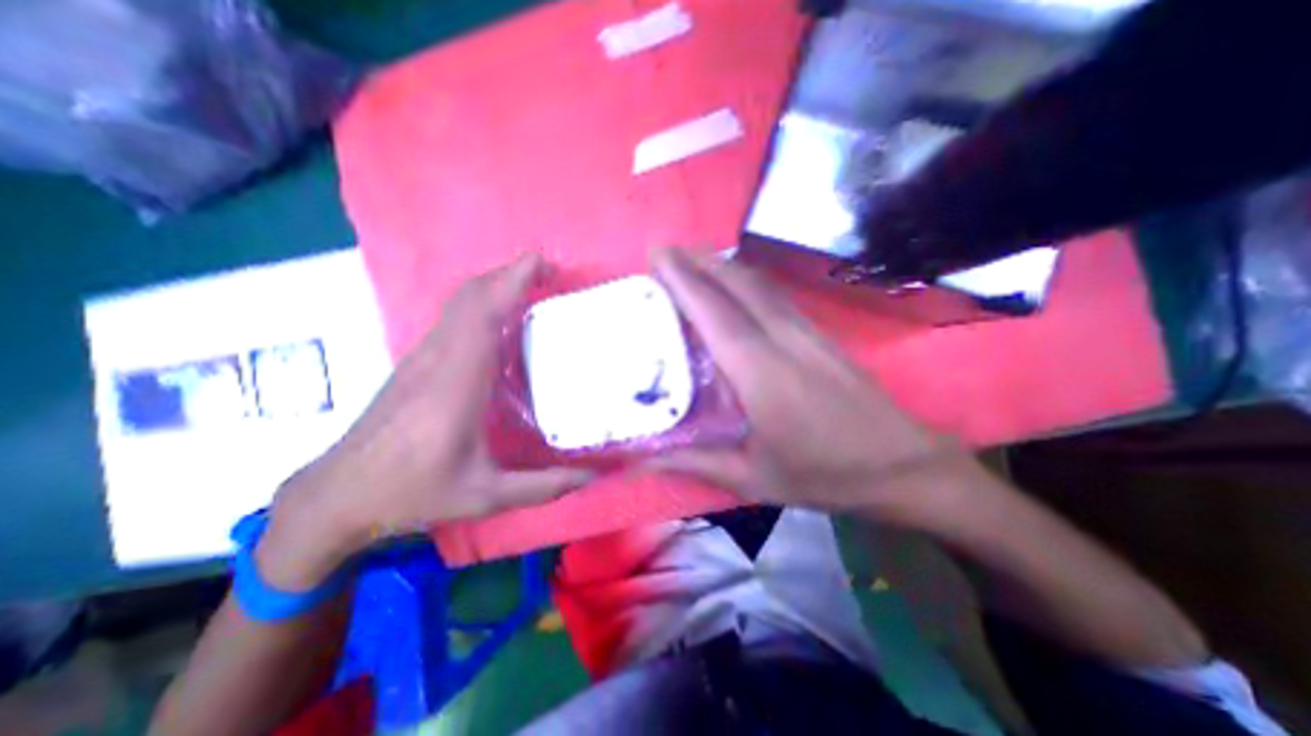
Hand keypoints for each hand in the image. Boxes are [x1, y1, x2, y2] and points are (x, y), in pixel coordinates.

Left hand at [257, 255, 594, 590]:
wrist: (336, 495)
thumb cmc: (412, 493)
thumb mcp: (485, 496)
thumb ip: (543, 486)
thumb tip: (592, 476)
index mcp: (457, 382)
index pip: (484, 314)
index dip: (512, 281)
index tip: (543, 263)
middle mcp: (438, 358)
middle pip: (471, 296)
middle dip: (509, 273)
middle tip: (548, 271)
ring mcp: (422, 356)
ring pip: (459, 302)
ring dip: (494, 284)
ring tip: (531, 285)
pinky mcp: (415, 362)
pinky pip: (452, 317)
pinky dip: (480, 302)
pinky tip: (500, 316)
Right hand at [650, 251, 966, 525]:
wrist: (902, 464)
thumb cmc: (825, 474)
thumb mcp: (753, 479)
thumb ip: (696, 462)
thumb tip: (645, 460)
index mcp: (760, 373)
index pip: (714, 312)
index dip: (684, 279)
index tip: (657, 256)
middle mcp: (782, 339)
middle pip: (736, 284)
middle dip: (697, 261)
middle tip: (665, 252)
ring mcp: (805, 331)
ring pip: (757, 283)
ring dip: (722, 264)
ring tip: (691, 259)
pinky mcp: (819, 333)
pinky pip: (774, 293)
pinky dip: (746, 278)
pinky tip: (733, 281)